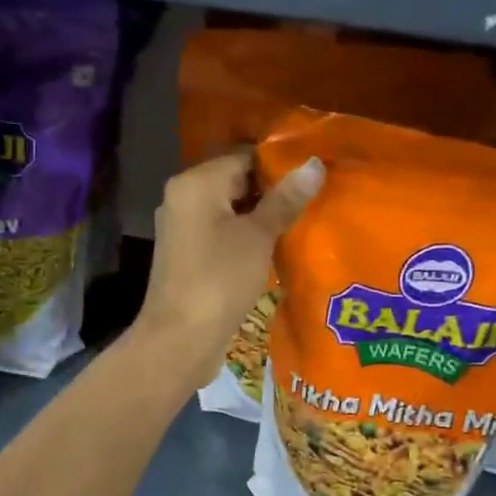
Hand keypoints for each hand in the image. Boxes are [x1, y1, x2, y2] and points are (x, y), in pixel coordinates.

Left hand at [133, 150, 323, 384]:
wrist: (180, 339)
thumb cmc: (219, 279)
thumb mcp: (258, 236)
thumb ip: (285, 199)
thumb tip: (315, 164)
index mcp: (195, 183)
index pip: (244, 156)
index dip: (280, 165)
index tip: (314, 177)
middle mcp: (182, 198)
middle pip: (235, 182)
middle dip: (272, 192)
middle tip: (314, 201)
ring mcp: (182, 229)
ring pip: (229, 211)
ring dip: (261, 218)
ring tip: (301, 223)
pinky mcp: (187, 256)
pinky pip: (221, 234)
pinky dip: (245, 238)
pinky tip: (273, 249)